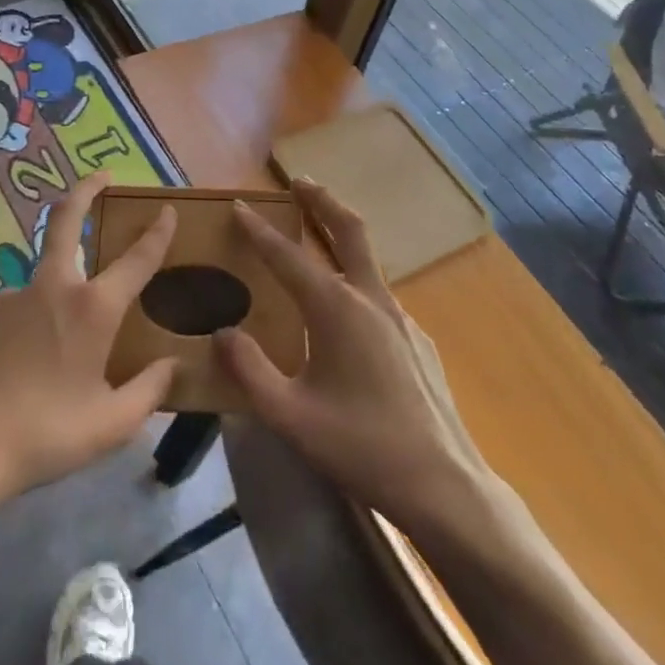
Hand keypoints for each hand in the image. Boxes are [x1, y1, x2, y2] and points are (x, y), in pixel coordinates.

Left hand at [0, 173, 177, 502]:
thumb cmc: (44, 435)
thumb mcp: (111, 424)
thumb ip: (149, 390)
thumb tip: (174, 365)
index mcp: (92, 308)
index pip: (137, 259)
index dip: (157, 231)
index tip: (167, 209)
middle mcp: (53, 288)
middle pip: (67, 221)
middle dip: (86, 190)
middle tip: (101, 176)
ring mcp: (11, 298)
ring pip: (42, 273)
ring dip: (60, 279)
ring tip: (64, 335)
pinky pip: (17, 306)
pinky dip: (31, 316)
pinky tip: (26, 355)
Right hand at [215, 180, 496, 535]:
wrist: (443, 484)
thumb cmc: (360, 447)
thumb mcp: (289, 416)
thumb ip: (249, 370)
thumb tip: (221, 332)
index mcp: (336, 310)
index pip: (289, 256)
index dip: (260, 230)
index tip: (240, 205)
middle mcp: (371, 299)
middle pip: (347, 229)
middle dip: (321, 199)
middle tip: (298, 180)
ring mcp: (400, 317)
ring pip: (366, 259)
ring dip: (339, 235)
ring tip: (315, 234)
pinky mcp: (416, 339)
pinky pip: (378, 295)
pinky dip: (355, 278)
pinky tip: (344, 312)